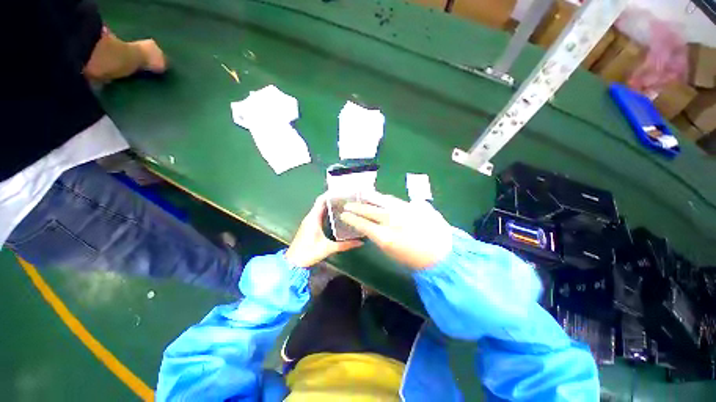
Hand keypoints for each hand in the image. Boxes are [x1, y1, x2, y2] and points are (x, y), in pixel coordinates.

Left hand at [286, 194, 362, 267]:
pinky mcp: (309, 226)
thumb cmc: (309, 253)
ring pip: (320, 208)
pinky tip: (336, 215)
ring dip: (330, 205)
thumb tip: (360, 242)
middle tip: (346, 197)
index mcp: (313, 218)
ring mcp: (309, 221)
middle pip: (321, 203)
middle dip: (332, 199)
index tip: (341, 191)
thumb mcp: (328, 248)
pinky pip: (319, 214)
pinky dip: (327, 211)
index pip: (321, 201)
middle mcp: (310, 217)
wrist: (293, 263)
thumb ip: (345, 245)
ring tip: (343, 203)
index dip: (329, 194)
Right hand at [340, 192, 452, 269]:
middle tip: (348, 204)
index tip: (344, 215)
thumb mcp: (392, 252)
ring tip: (362, 194)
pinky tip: (381, 197)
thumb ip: (380, 237)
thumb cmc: (414, 259)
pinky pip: (395, 200)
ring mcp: (403, 210)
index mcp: (385, 237)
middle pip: (369, 210)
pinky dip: (385, 199)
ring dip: (370, 197)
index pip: (362, 224)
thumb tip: (372, 227)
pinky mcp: (413, 205)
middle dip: (356, 207)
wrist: (442, 254)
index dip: (351, 218)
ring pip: (381, 200)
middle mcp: (392, 220)